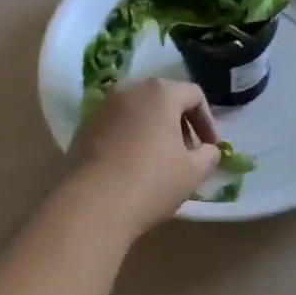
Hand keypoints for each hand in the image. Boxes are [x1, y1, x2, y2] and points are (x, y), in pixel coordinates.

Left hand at [66, 79, 221, 238]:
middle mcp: (131, 90)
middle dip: (180, 123)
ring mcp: (104, 107)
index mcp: (161, 93)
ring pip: (139, 111)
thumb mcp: (193, 173)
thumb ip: (208, 156)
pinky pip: (117, 125)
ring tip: (159, 161)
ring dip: (154, 130)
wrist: (92, 204)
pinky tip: (132, 167)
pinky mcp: (84, 127)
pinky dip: (130, 138)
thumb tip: (208, 150)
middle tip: (187, 153)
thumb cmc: (151, 182)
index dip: (207, 121)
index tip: (210, 147)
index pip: (194, 95)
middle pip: (164, 98)